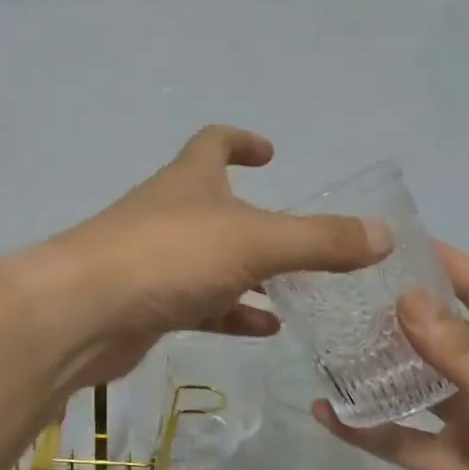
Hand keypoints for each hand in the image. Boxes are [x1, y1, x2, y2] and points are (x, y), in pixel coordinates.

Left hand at [36, 126, 391, 388]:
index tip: (270, 152)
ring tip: (298, 289)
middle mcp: (171, 213)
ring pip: (212, 261)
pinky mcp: (149, 305)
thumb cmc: (169, 257)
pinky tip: (266, 328)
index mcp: (190, 180)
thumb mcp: (256, 242)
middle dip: (257, 219)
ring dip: (251, 272)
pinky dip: (233, 312)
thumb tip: (384, 235)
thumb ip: (321, 240)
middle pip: (217, 206)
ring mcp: (156, 260)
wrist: (84, 313)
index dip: (242, 141)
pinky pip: (201, 304)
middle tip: (303, 240)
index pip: (214, 142)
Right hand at [318, 242, 468, 469]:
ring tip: (324, 348)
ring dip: (375, 370)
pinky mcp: (451, 464)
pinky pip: (401, 438)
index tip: (390, 241)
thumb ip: (462, 352)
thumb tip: (405, 298)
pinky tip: (327, 414)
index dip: (442, 262)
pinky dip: (366, 428)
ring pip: (413, 385)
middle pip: (437, 335)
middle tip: (337, 294)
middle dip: (394, 316)